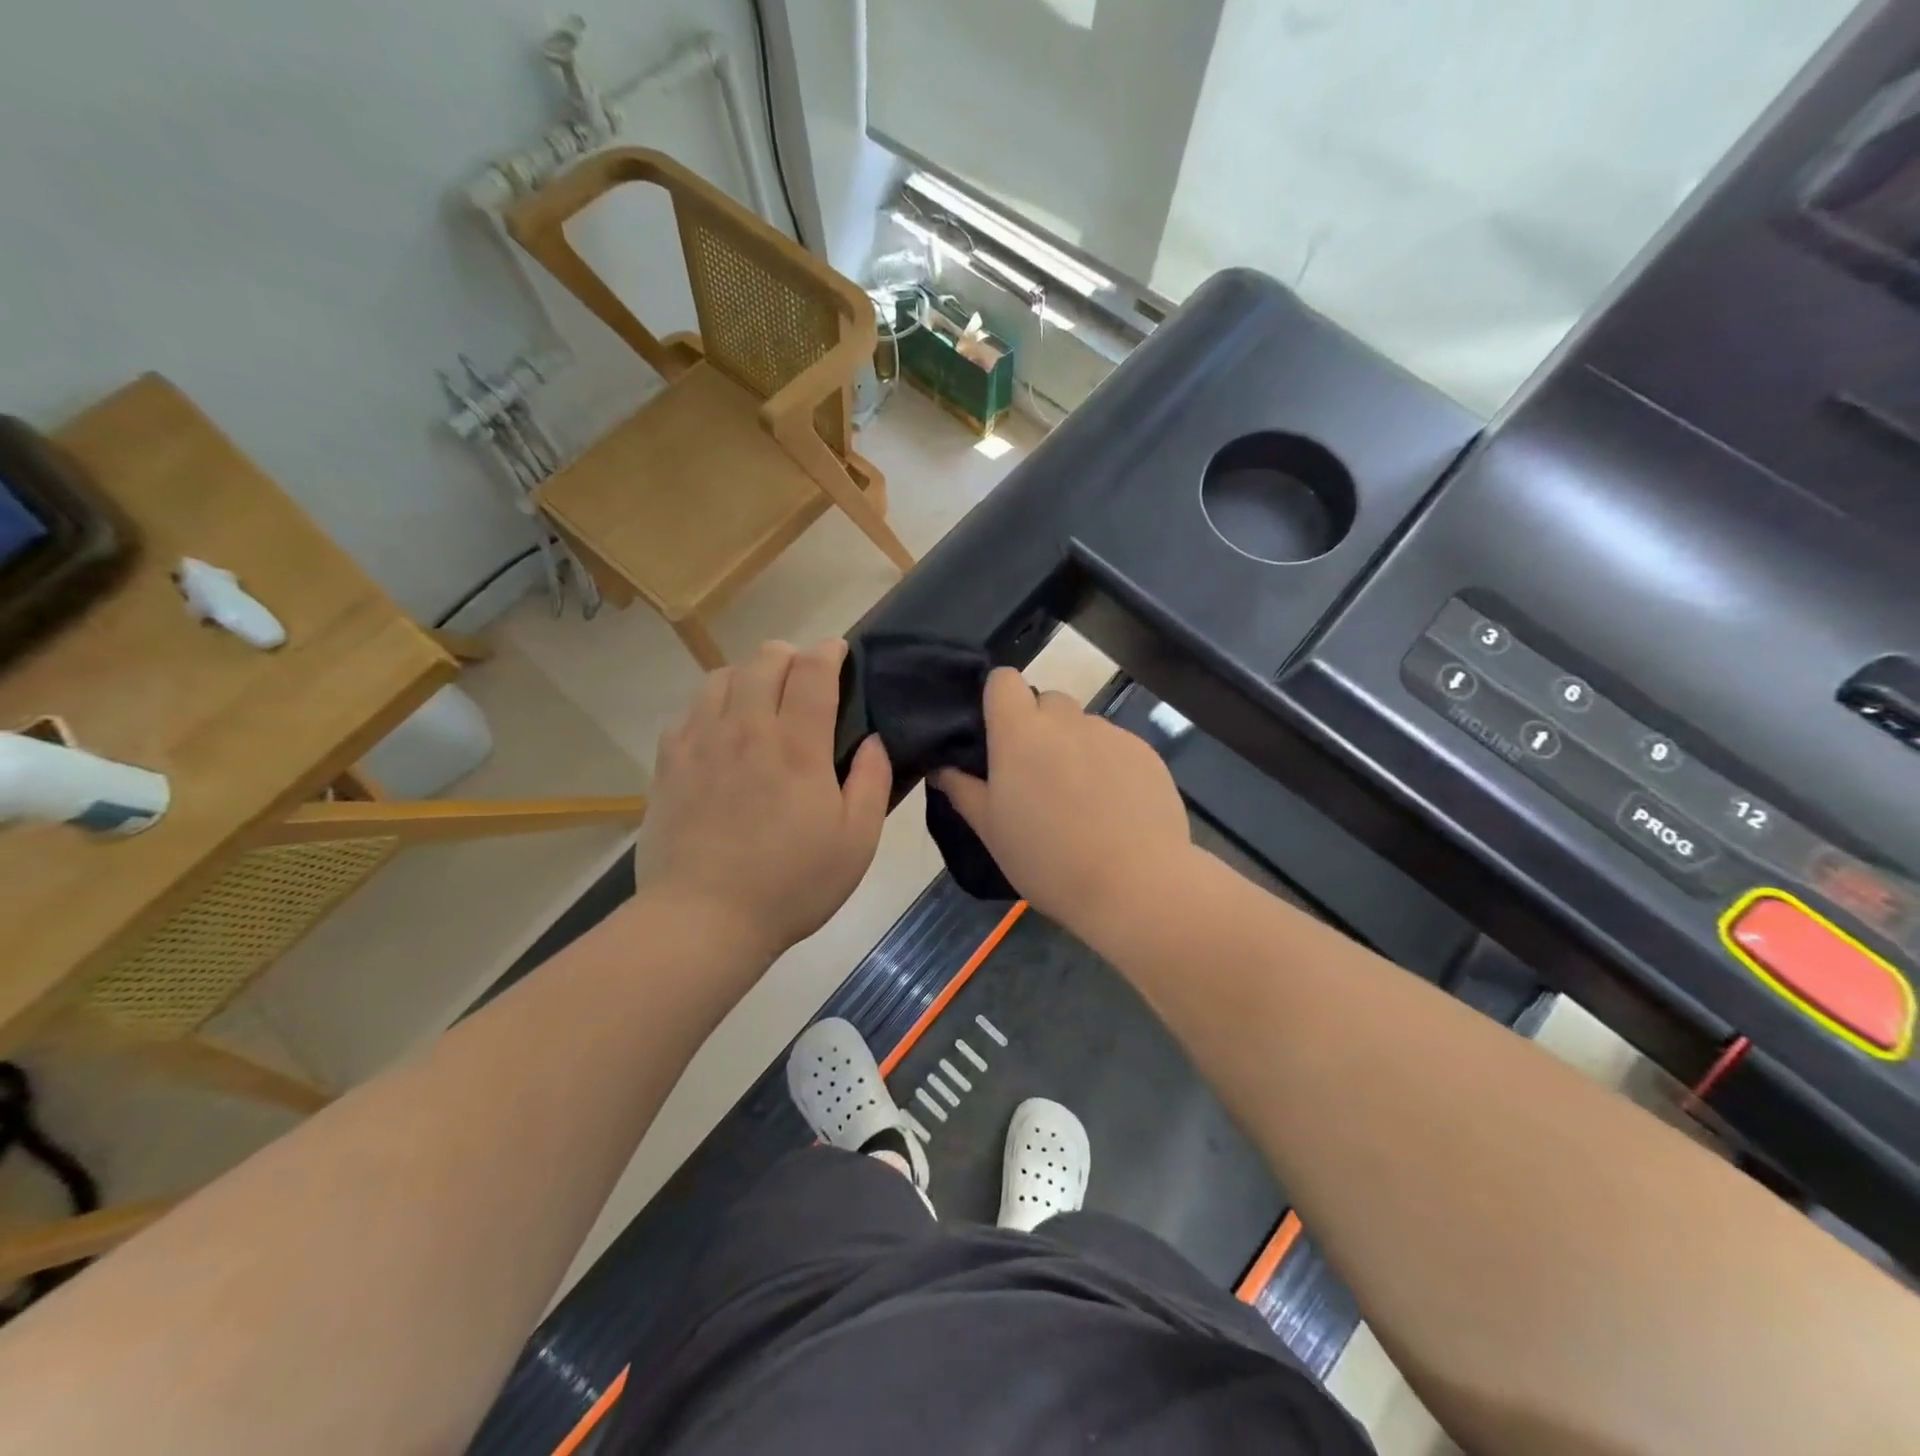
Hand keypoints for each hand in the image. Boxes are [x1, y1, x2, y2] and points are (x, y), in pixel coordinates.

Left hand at [634, 639, 892, 960]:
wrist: (703, 919)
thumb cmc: (791, 884)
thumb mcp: (856, 842)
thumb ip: (872, 782)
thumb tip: (873, 739)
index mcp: (797, 745)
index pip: (812, 671)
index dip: (828, 652)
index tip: (838, 653)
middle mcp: (746, 729)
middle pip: (764, 659)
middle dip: (790, 655)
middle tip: (803, 678)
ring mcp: (701, 742)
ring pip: (721, 676)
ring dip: (748, 675)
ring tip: (760, 699)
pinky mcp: (669, 763)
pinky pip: (689, 710)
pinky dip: (711, 705)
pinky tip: (720, 731)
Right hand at [936, 668, 1190, 930]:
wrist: (1135, 885)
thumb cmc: (1048, 860)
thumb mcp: (992, 831)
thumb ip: (963, 790)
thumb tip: (942, 767)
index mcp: (1020, 732)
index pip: (1004, 679)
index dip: (998, 698)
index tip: (997, 734)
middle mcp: (1066, 720)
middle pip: (1047, 700)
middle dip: (1039, 726)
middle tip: (1036, 775)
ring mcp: (1110, 733)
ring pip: (1083, 725)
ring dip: (1074, 746)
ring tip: (1080, 798)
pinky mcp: (1145, 752)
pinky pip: (1116, 745)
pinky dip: (1108, 764)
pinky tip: (1113, 807)